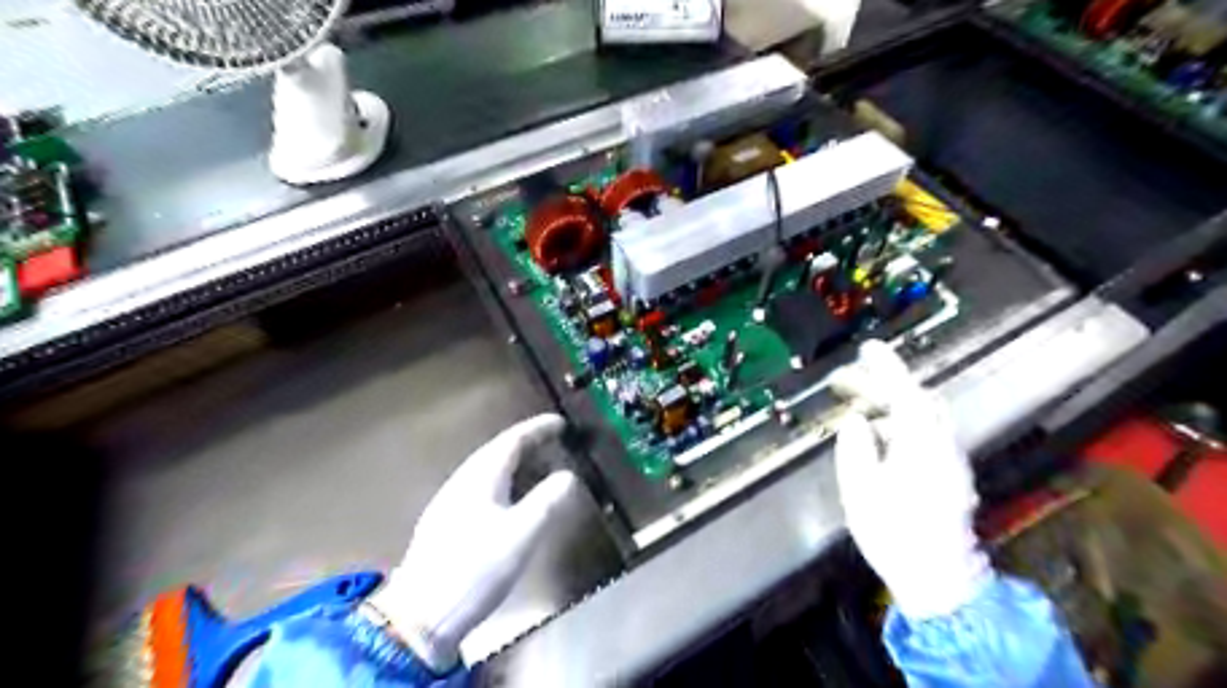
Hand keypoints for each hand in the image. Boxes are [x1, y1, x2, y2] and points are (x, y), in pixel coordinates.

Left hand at [367, 415, 578, 671]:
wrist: (420, 618)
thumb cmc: (475, 570)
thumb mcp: (522, 534)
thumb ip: (548, 501)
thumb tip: (568, 475)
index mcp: (480, 478)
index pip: (512, 441)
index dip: (537, 429)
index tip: (560, 423)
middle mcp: (461, 483)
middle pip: (496, 451)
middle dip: (525, 442)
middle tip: (551, 440)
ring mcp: (448, 504)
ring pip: (485, 470)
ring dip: (512, 462)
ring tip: (534, 465)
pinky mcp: (443, 525)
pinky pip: (478, 488)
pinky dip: (500, 482)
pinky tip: (506, 500)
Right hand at [828, 342, 988, 619]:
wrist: (940, 580)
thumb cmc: (895, 536)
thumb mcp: (861, 491)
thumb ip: (855, 448)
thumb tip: (855, 420)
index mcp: (920, 447)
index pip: (906, 394)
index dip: (886, 368)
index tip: (867, 348)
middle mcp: (943, 447)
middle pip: (918, 399)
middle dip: (882, 383)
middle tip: (846, 381)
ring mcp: (951, 460)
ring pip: (923, 415)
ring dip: (891, 404)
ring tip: (856, 410)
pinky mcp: (951, 474)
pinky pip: (926, 433)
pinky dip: (901, 423)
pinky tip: (878, 438)